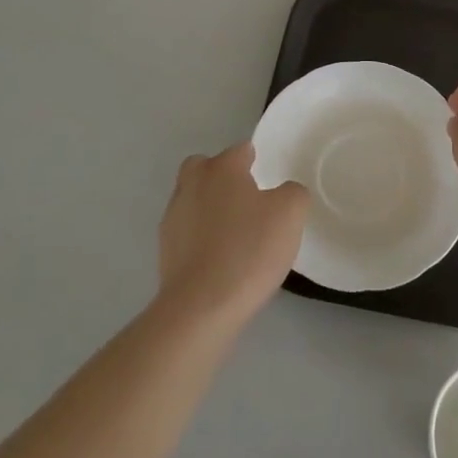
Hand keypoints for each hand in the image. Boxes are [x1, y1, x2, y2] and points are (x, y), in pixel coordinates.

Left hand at [157, 144, 308, 328]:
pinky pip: (187, 230)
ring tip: (235, 234)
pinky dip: (200, 236)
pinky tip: (219, 258)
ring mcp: (173, 216)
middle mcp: (192, 183)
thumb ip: (293, 193)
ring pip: (194, 198)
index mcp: (222, 168)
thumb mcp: (290, 215)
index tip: (270, 180)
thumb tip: (285, 193)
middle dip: (223, 177)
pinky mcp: (164, 248)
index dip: (257, 160)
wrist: (201, 307)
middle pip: (206, 167)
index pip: (241, 150)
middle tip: (247, 200)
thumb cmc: (249, 250)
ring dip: (210, 207)